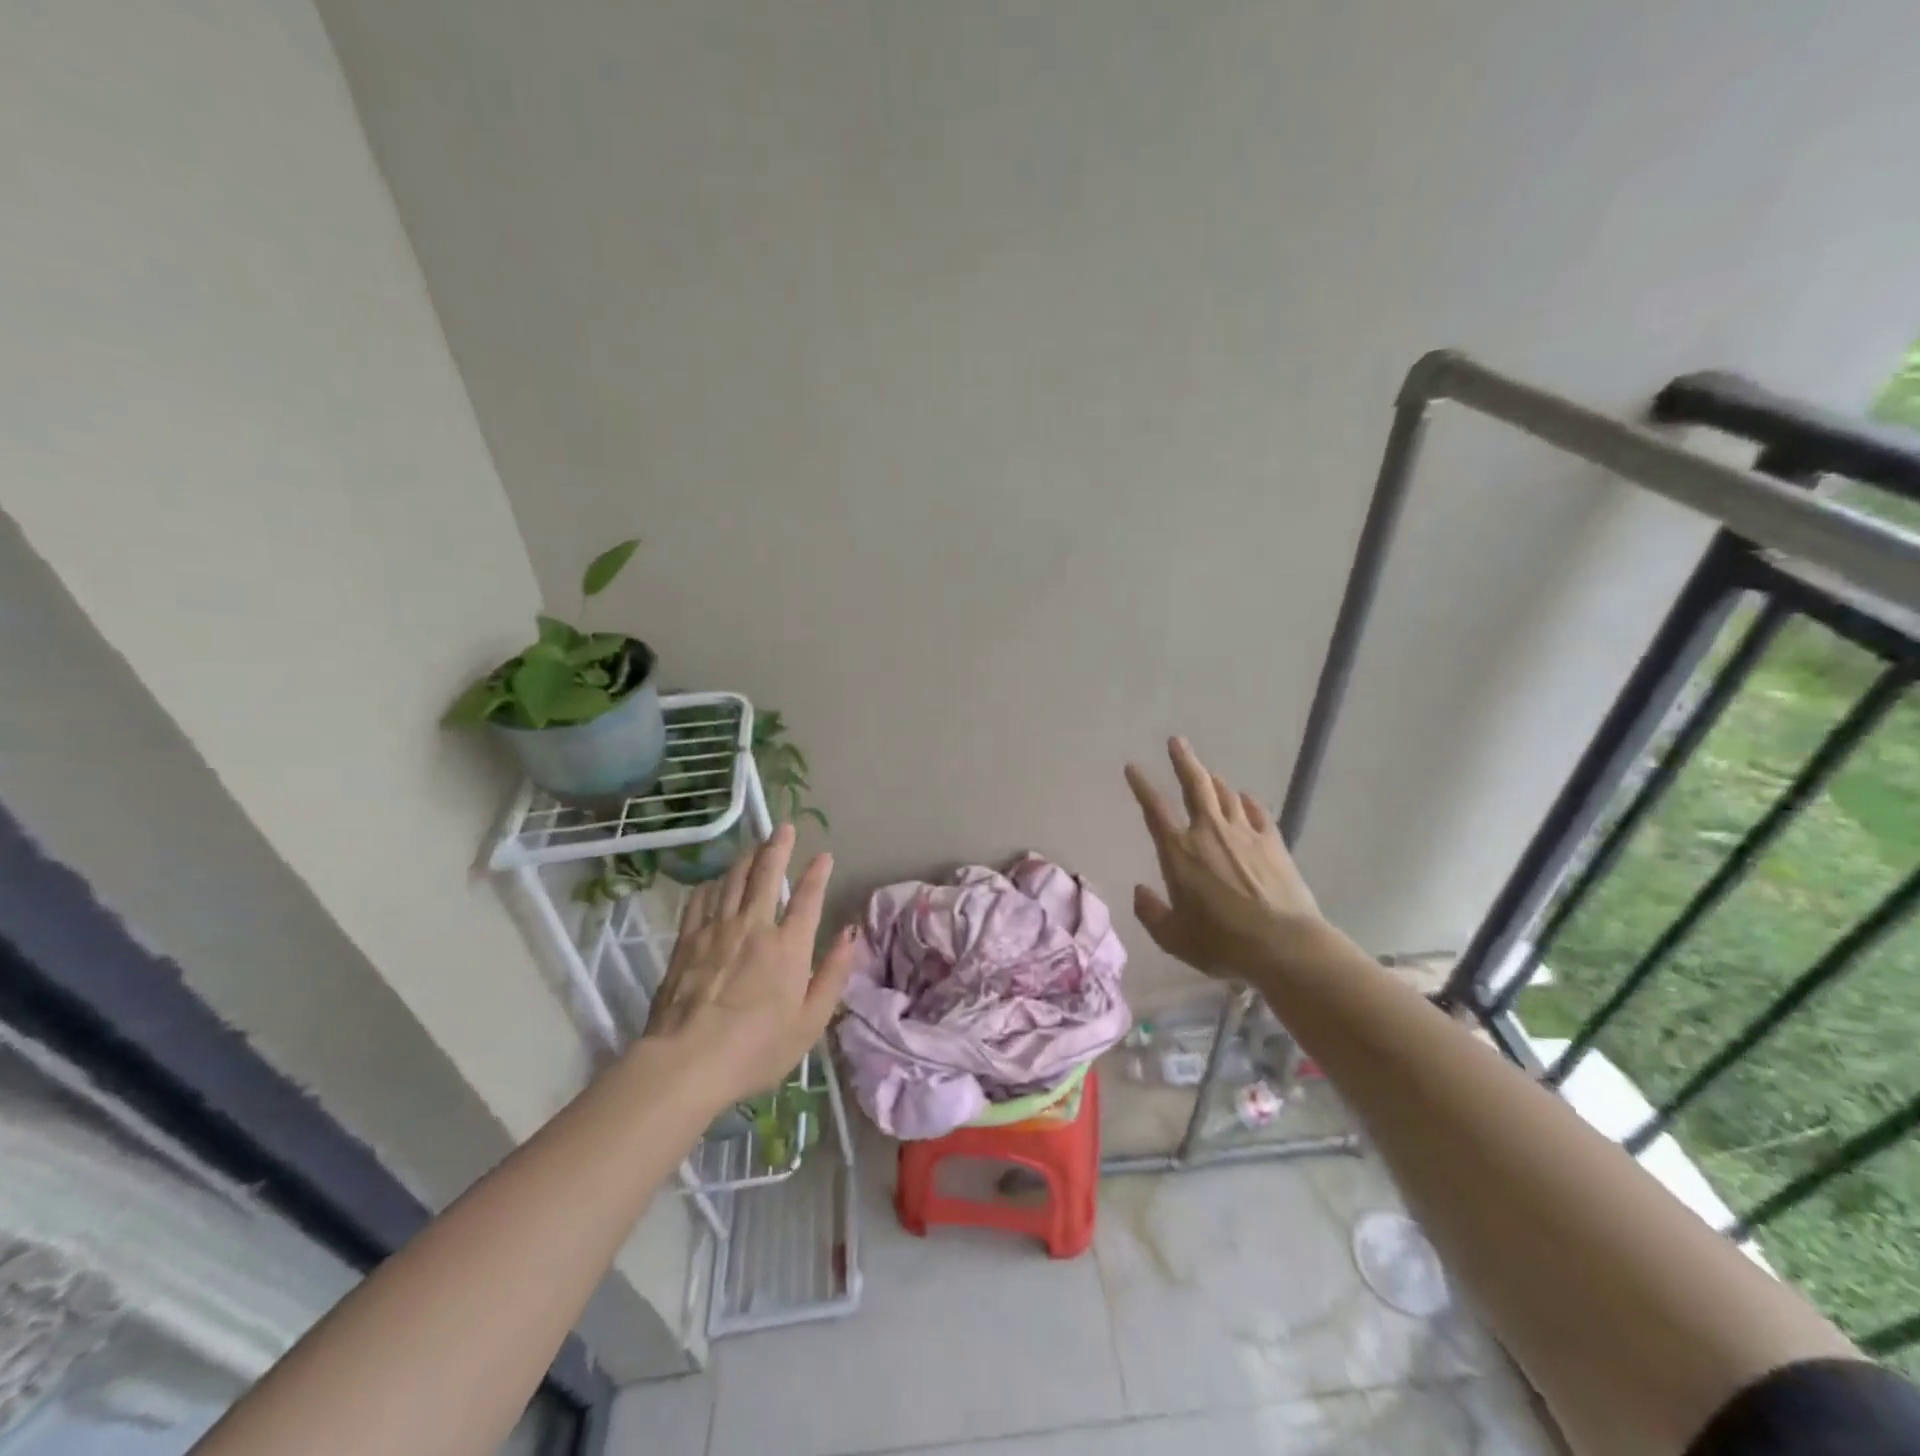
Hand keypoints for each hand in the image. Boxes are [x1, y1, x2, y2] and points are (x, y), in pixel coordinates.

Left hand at [641, 825, 856, 1107]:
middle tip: (784, 828)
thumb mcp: (810, 1021)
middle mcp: (754, 927)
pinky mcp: (686, 941)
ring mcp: (716, 930)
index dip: (817, 874)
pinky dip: (712, 885)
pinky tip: (715, 882)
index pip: (807, 898)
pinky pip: (701, 901)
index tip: (824, 855)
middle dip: (778, 847)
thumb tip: (850, 933)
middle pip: (766, 875)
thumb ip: (833, 973)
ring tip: (753, 845)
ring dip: (746, 858)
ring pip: (732, 880)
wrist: (687, 1062)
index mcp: (788, 946)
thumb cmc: (757, 1048)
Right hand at [1124, 737, 1326, 978]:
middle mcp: (1210, 832)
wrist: (1283, 945)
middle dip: (1183, 760)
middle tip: (1177, 741)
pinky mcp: (1274, 843)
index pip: (1154, 809)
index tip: (1133, 767)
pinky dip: (1248, 803)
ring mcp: (1245, 834)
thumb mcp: (1173, 937)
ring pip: (1226, 795)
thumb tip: (1140, 892)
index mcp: (1179, 852)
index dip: (1141, 785)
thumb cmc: (1221, 942)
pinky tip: (1246, 800)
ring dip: (1214, 781)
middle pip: (1195, 785)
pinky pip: (1258, 813)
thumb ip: (1151, 912)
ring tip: (1208, 774)